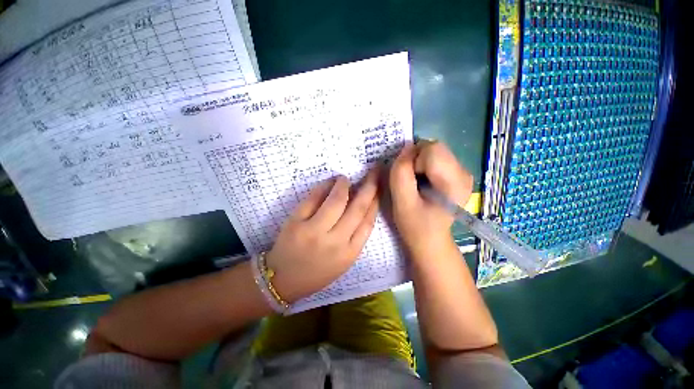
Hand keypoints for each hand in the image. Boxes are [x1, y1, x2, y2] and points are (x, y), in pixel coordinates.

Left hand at [265, 167, 379, 302]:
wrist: (284, 279)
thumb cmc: (317, 271)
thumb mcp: (343, 260)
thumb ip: (355, 235)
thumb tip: (364, 205)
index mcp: (349, 253)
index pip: (368, 221)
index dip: (375, 200)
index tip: (378, 187)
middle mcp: (335, 242)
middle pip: (357, 208)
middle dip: (369, 186)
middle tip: (372, 172)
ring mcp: (314, 231)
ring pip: (336, 200)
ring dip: (343, 184)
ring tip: (344, 179)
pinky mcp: (296, 222)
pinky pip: (314, 198)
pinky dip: (324, 186)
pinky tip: (329, 183)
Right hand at [389, 141, 472, 257]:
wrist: (430, 239)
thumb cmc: (415, 225)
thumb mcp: (401, 202)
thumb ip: (401, 174)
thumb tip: (406, 149)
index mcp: (455, 182)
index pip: (431, 149)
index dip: (413, 161)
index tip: (409, 181)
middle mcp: (464, 172)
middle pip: (434, 148)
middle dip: (416, 161)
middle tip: (412, 182)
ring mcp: (462, 172)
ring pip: (433, 151)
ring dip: (419, 164)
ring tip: (417, 185)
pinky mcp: (457, 173)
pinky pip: (435, 158)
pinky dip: (423, 166)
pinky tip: (423, 184)